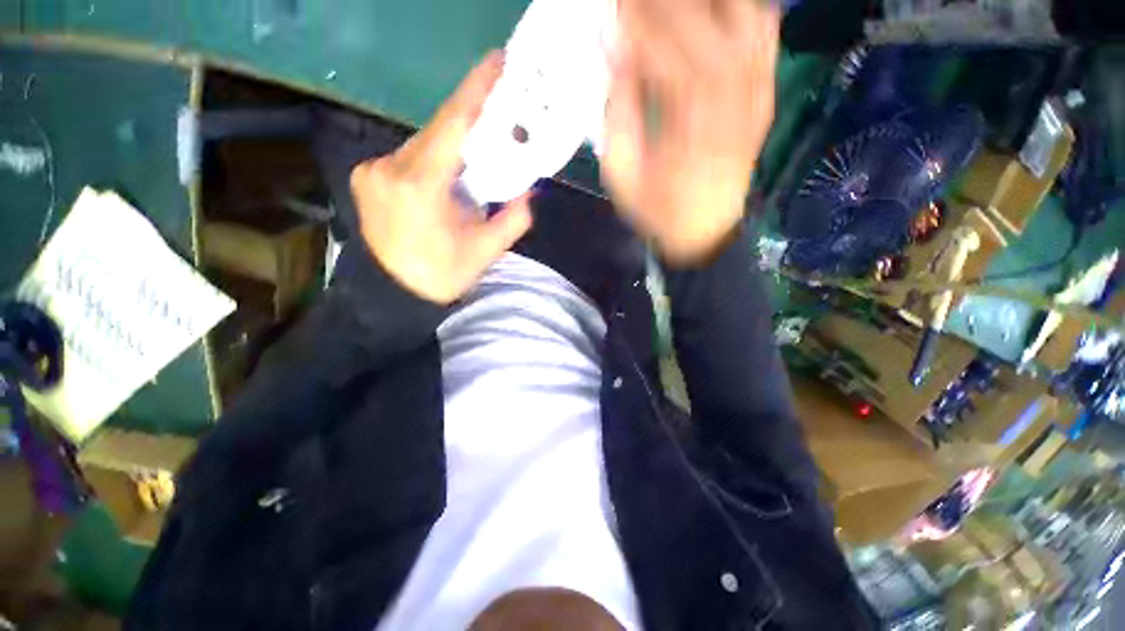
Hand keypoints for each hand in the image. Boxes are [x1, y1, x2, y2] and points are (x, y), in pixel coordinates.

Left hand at [350, 53, 533, 303]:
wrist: (394, 293)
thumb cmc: (441, 276)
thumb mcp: (485, 252)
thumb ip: (513, 220)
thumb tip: (527, 192)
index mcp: (421, 188)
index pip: (452, 126)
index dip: (476, 91)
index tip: (497, 63)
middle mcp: (390, 168)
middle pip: (438, 134)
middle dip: (469, 128)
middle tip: (497, 123)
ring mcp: (372, 170)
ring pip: (423, 144)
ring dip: (451, 148)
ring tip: (472, 164)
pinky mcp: (366, 175)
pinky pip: (409, 156)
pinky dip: (432, 160)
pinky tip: (444, 179)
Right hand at [602, 0, 779, 263]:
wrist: (703, 232)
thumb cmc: (657, 211)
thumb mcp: (623, 177)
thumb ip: (619, 116)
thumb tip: (615, 54)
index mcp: (686, 134)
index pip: (666, 58)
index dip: (640, 24)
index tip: (619, 6)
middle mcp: (729, 107)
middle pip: (708, 28)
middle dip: (668, 4)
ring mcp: (754, 98)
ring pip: (744, 22)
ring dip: (711, 2)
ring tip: (674, 1)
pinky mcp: (764, 97)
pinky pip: (766, 37)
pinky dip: (748, 9)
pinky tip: (724, 6)